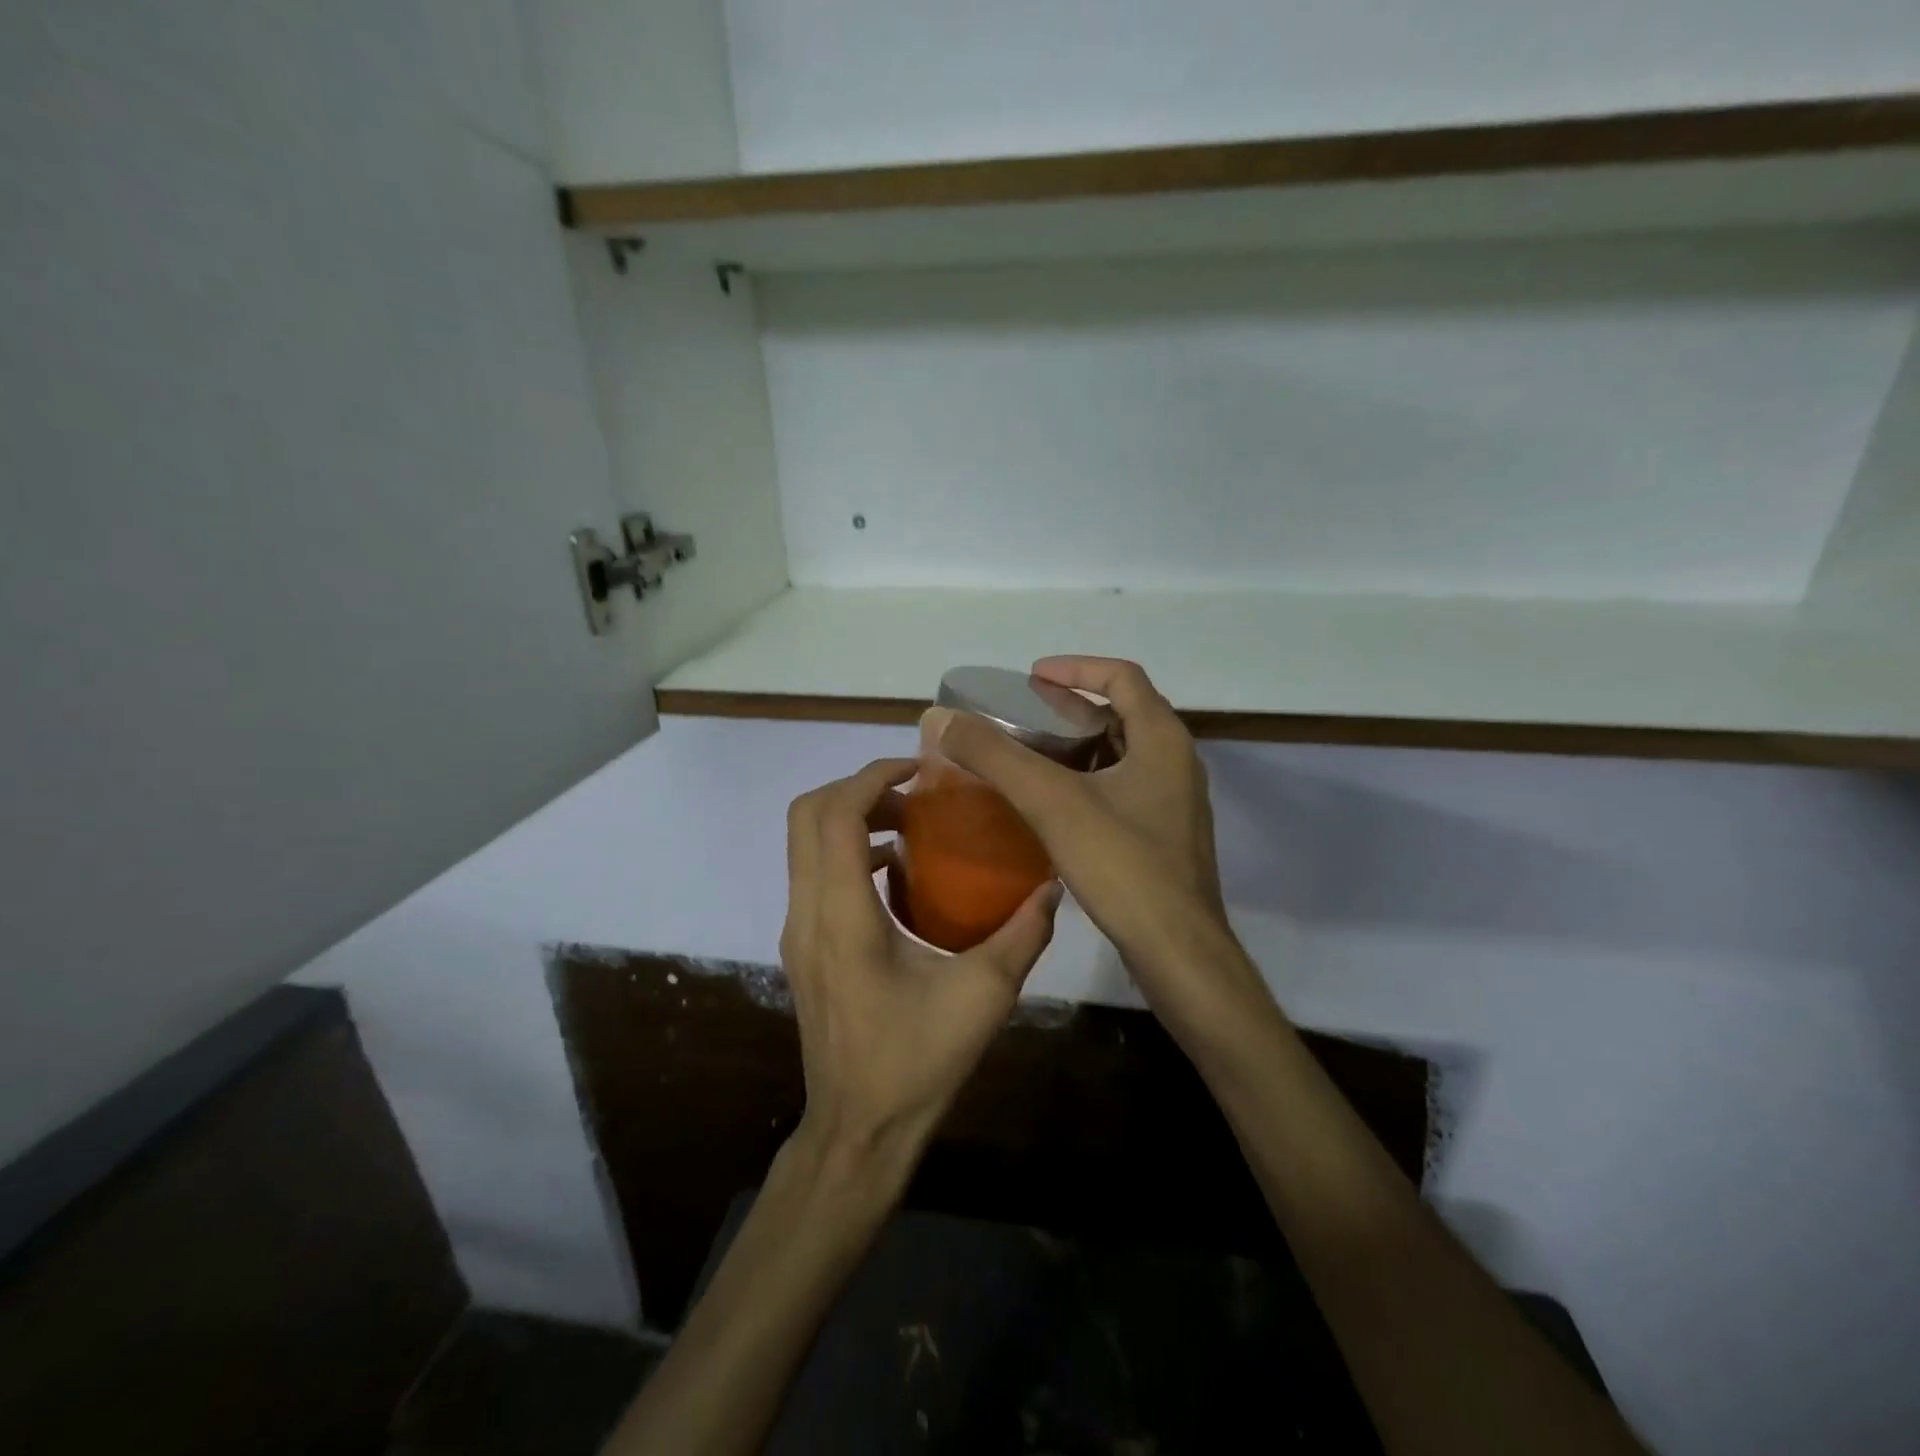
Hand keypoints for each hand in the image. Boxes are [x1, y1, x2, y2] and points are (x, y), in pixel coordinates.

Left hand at [781, 758, 1060, 1169]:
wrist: (857, 1131)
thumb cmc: (917, 1062)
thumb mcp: (984, 995)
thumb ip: (1022, 934)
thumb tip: (1053, 885)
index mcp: (842, 916)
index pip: (836, 815)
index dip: (872, 777)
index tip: (920, 771)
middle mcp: (807, 913)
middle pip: (806, 815)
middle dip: (857, 787)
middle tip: (914, 794)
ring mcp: (797, 931)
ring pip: (804, 843)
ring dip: (850, 817)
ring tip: (910, 824)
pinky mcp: (803, 947)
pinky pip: (813, 873)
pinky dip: (846, 850)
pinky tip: (897, 874)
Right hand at [925, 657, 1268, 1039]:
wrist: (1178, 952)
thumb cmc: (1123, 866)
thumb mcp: (1052, 803)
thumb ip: (996, 757)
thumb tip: (941, 719)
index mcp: (1163, 740)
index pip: (1122, 677)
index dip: (1076, 668)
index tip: (1032, 676)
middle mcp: (1177, 763)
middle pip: (1124, 714)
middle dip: (1073, 709)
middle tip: (1024, 717)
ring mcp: (1175, 804)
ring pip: (1123, 756)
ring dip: (1080, 748)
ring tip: (1031, 758)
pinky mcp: (1167, 838)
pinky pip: (1124, 791)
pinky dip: (1089, 783)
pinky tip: (1053, 809)